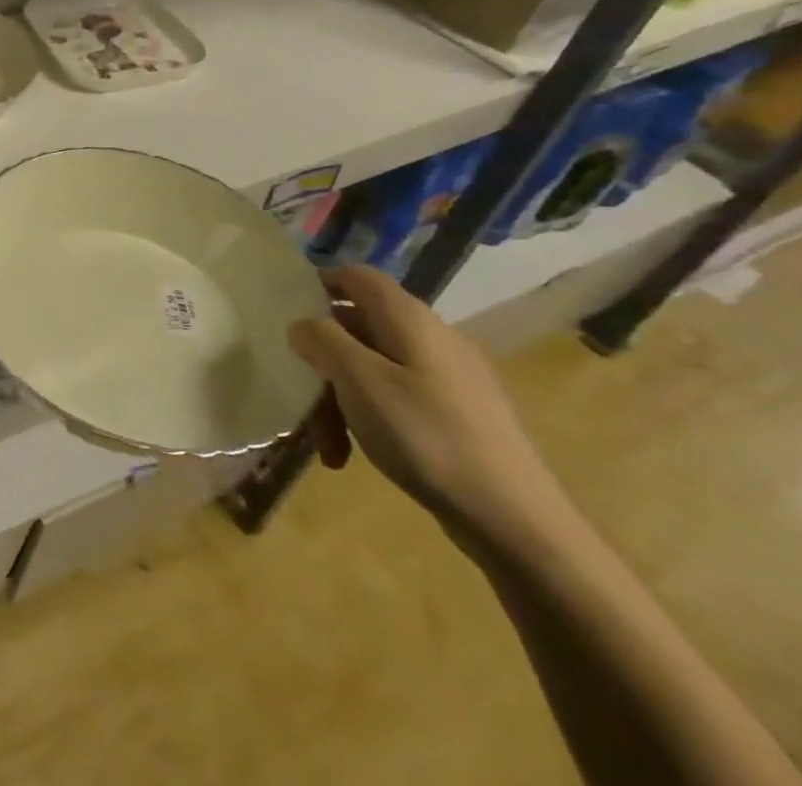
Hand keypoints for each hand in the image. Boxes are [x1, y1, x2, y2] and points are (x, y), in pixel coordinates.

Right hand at [289, 266, 567, 557]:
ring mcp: (449, 378)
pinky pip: (397, 398)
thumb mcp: (358, 380)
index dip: (319, 283)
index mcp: (409, 319)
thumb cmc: (426, 436)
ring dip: (340, 398)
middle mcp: (432, 338)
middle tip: (300, 396)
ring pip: (373, 368)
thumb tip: (303, 324)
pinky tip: (355, 455)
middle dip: (322, 360)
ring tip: (327, 445)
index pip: (356, 277)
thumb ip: (321, 339)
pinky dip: (369, 418)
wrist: (517, 523)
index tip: (284, 312)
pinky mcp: (459, 415)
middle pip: (359, 328)